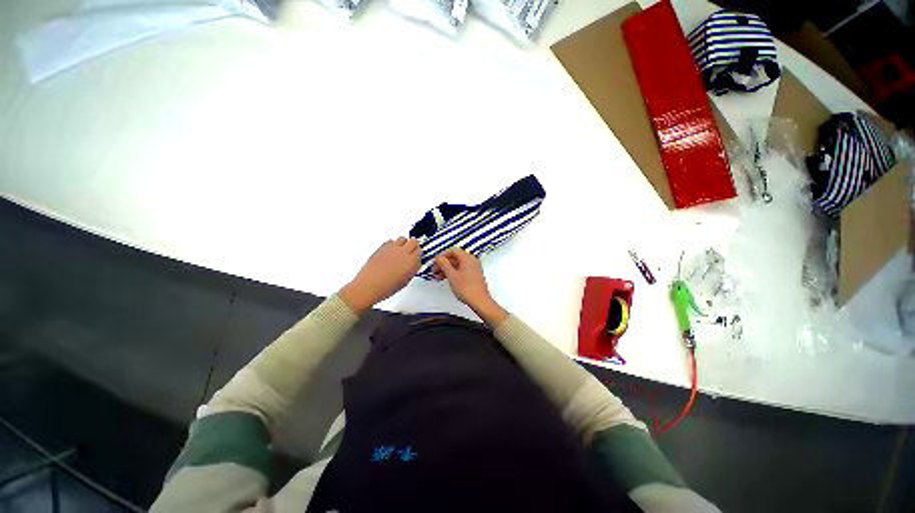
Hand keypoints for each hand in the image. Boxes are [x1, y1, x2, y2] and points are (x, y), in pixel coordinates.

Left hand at [340, 237, 420, 313]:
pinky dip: (392, 244)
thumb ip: (412, 269)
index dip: (419, 253)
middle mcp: (403, 252)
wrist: (369, 286)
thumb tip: (415, 263)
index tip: (417, 256)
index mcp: (411, 261)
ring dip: (403, 243)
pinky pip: (391, 241)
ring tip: (400, 251)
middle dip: (413, 245)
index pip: (420, 250)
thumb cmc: (386, 287)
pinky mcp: (382, 247)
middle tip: (411, 251)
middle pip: (414, 241)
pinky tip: (391, 252)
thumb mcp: (405, 281)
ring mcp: (392, 248)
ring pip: (402, 238)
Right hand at [432, 248, 507, 325]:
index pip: (453, 250)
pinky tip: (447, 279)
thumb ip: (444, 264)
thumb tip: (439, 258)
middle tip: (434, 271)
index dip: (442, 255)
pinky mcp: (474, 275)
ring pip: (458, 265)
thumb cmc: (466, 288)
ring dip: (447, 269)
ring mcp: (474, 268)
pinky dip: (453, 273)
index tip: (435, 262)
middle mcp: (472, 261)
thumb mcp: (451, 275)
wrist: (480, 301)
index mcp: (467, 258)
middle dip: (443, 263)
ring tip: (438, 277)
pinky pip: (462, 270)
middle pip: (455, 257)